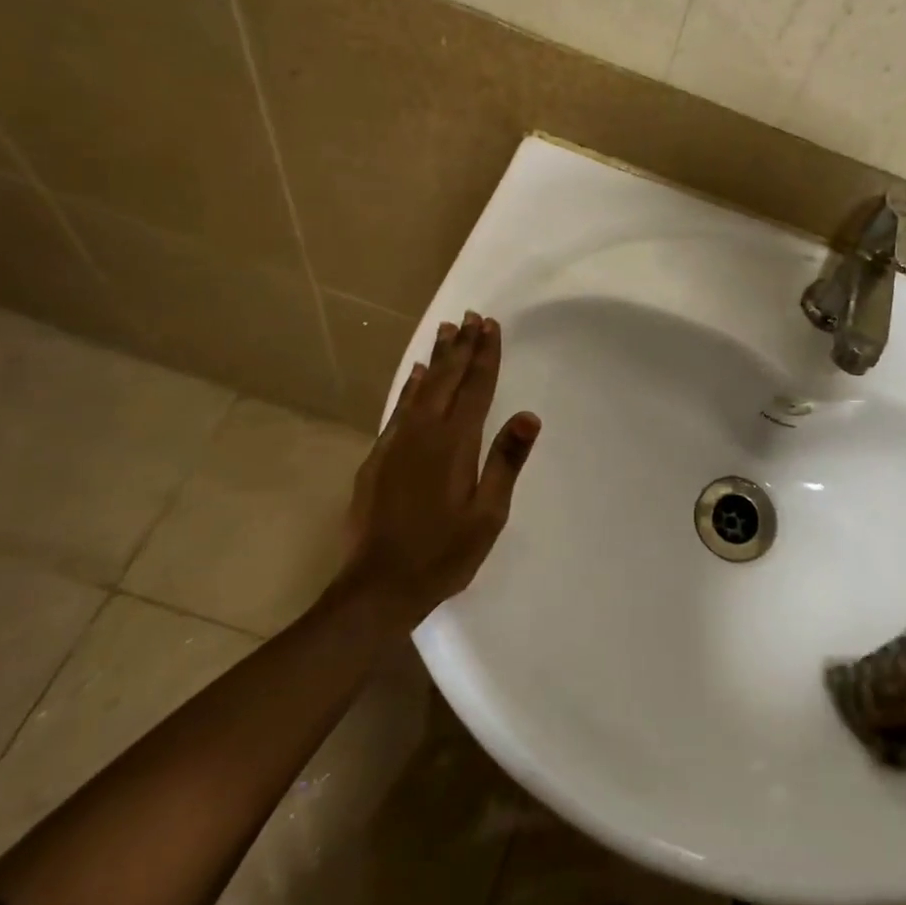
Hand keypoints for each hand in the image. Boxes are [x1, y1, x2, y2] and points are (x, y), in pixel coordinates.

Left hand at [333, 311, 540, 629]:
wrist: (377, 587)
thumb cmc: (443, 553)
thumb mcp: (488, 515)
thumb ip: (506, 462)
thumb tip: (528, 416)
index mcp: (454, 444)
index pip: (475, 388)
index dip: (486, 356)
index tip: (491, 326)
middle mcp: (423, 433)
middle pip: (446, 380)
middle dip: (462, 347)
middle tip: (471, 317)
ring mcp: (396, 444)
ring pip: (420, 388)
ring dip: (436, 359)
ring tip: (447, 331)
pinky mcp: (377, 458)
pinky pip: (398, 409)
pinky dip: (409, 387)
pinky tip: (414, 376)